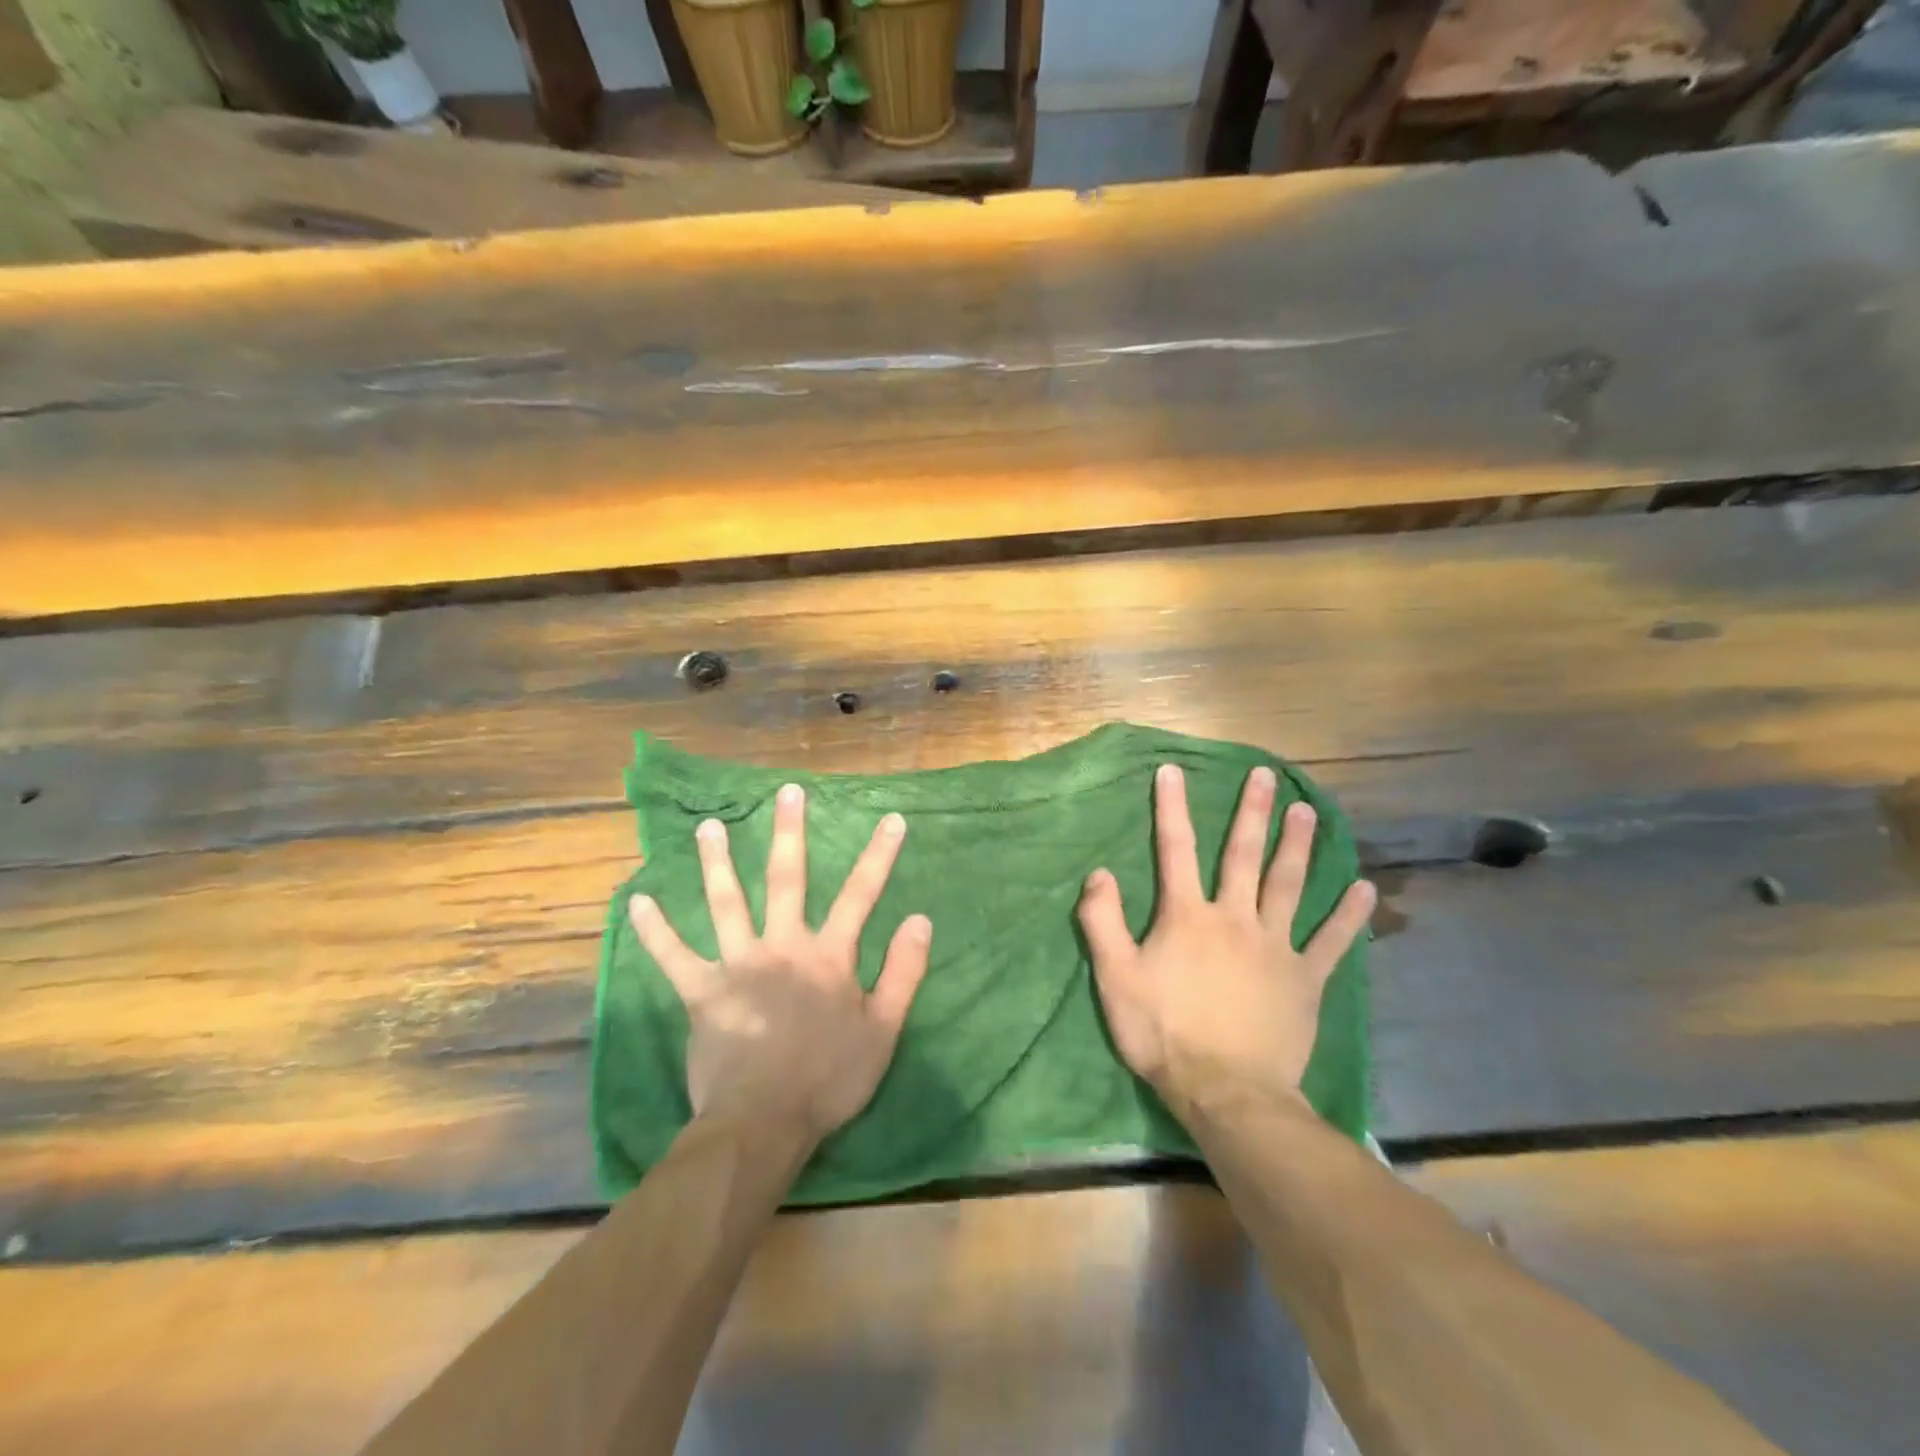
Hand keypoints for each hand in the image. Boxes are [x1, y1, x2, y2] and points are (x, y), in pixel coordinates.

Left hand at [628, 783, 931, 1145]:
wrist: (763, 1123)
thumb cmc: (829, 1078)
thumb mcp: (883, 1030)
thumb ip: (904, 972)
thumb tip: (921, 919)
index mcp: (828, 955)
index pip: (862, 894)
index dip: (879, 855)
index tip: (891, 819)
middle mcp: (782, 946)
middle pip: (786, 879)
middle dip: (789, 832)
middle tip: (787, 793)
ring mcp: (737, 965)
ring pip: (726, 903)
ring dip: (717, 863)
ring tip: (709, 827)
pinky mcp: (701, 991)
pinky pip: (673, 956)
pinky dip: (655, 930)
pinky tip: (638, 902)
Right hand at [1077, 763, 1374, 1118]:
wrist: (1227, 1092)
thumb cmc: (1164, 1033)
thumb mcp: (1115, 978)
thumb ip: (1102, 922)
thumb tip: (1099, 873)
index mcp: (1187, 916)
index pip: (1175, 850)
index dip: (1171, 808)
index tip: (1173, 770)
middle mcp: (1234, 918)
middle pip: (1243, 855)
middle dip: (1252, 812)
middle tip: (1267, 776)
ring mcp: (1275, 947)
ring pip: (1288, 885)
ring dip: (1298, 846)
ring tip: (1307, 811)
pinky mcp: (1305, 979)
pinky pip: (1332, 942)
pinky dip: (1348, 915)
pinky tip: (1364, 888)